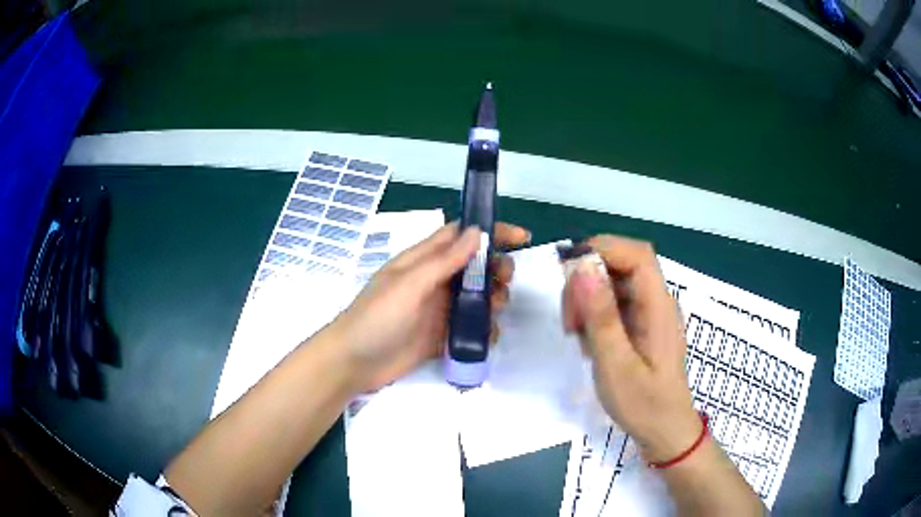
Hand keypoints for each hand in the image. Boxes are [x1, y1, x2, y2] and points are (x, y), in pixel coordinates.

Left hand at [331, 222, 529, 392]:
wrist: (355, 363)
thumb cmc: (377, 318)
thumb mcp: (409, 285)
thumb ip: (443, 261)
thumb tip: (477, 232)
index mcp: (423, 260)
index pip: (461, 236)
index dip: (490, 232)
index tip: (521, 238)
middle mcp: (434, 280)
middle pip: (474, 265)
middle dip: (496, 268)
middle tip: (505, 281)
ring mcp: (438, 309)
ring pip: (477, 295)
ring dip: (493, 298)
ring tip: (496, 309)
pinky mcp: (442, 335)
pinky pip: (471, 325)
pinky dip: (485, 327)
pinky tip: (489, 335)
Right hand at [562, 236, 700, 462]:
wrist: (664, 431)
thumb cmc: (644, 404)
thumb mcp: (616, 365)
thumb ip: (601, 317)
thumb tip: (581, 268)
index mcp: (658, 305)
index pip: (636, 254)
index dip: (601, 249)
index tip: (567, 272)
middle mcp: (656, 301)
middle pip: (621, 265)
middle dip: (588, 281)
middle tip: (570, 320)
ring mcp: (649, 313)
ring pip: (613, 284)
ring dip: (588, 300)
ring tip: (577, 336)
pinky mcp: (640, 325)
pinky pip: (613, 304)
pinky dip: (594, 315)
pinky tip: (588, 342)